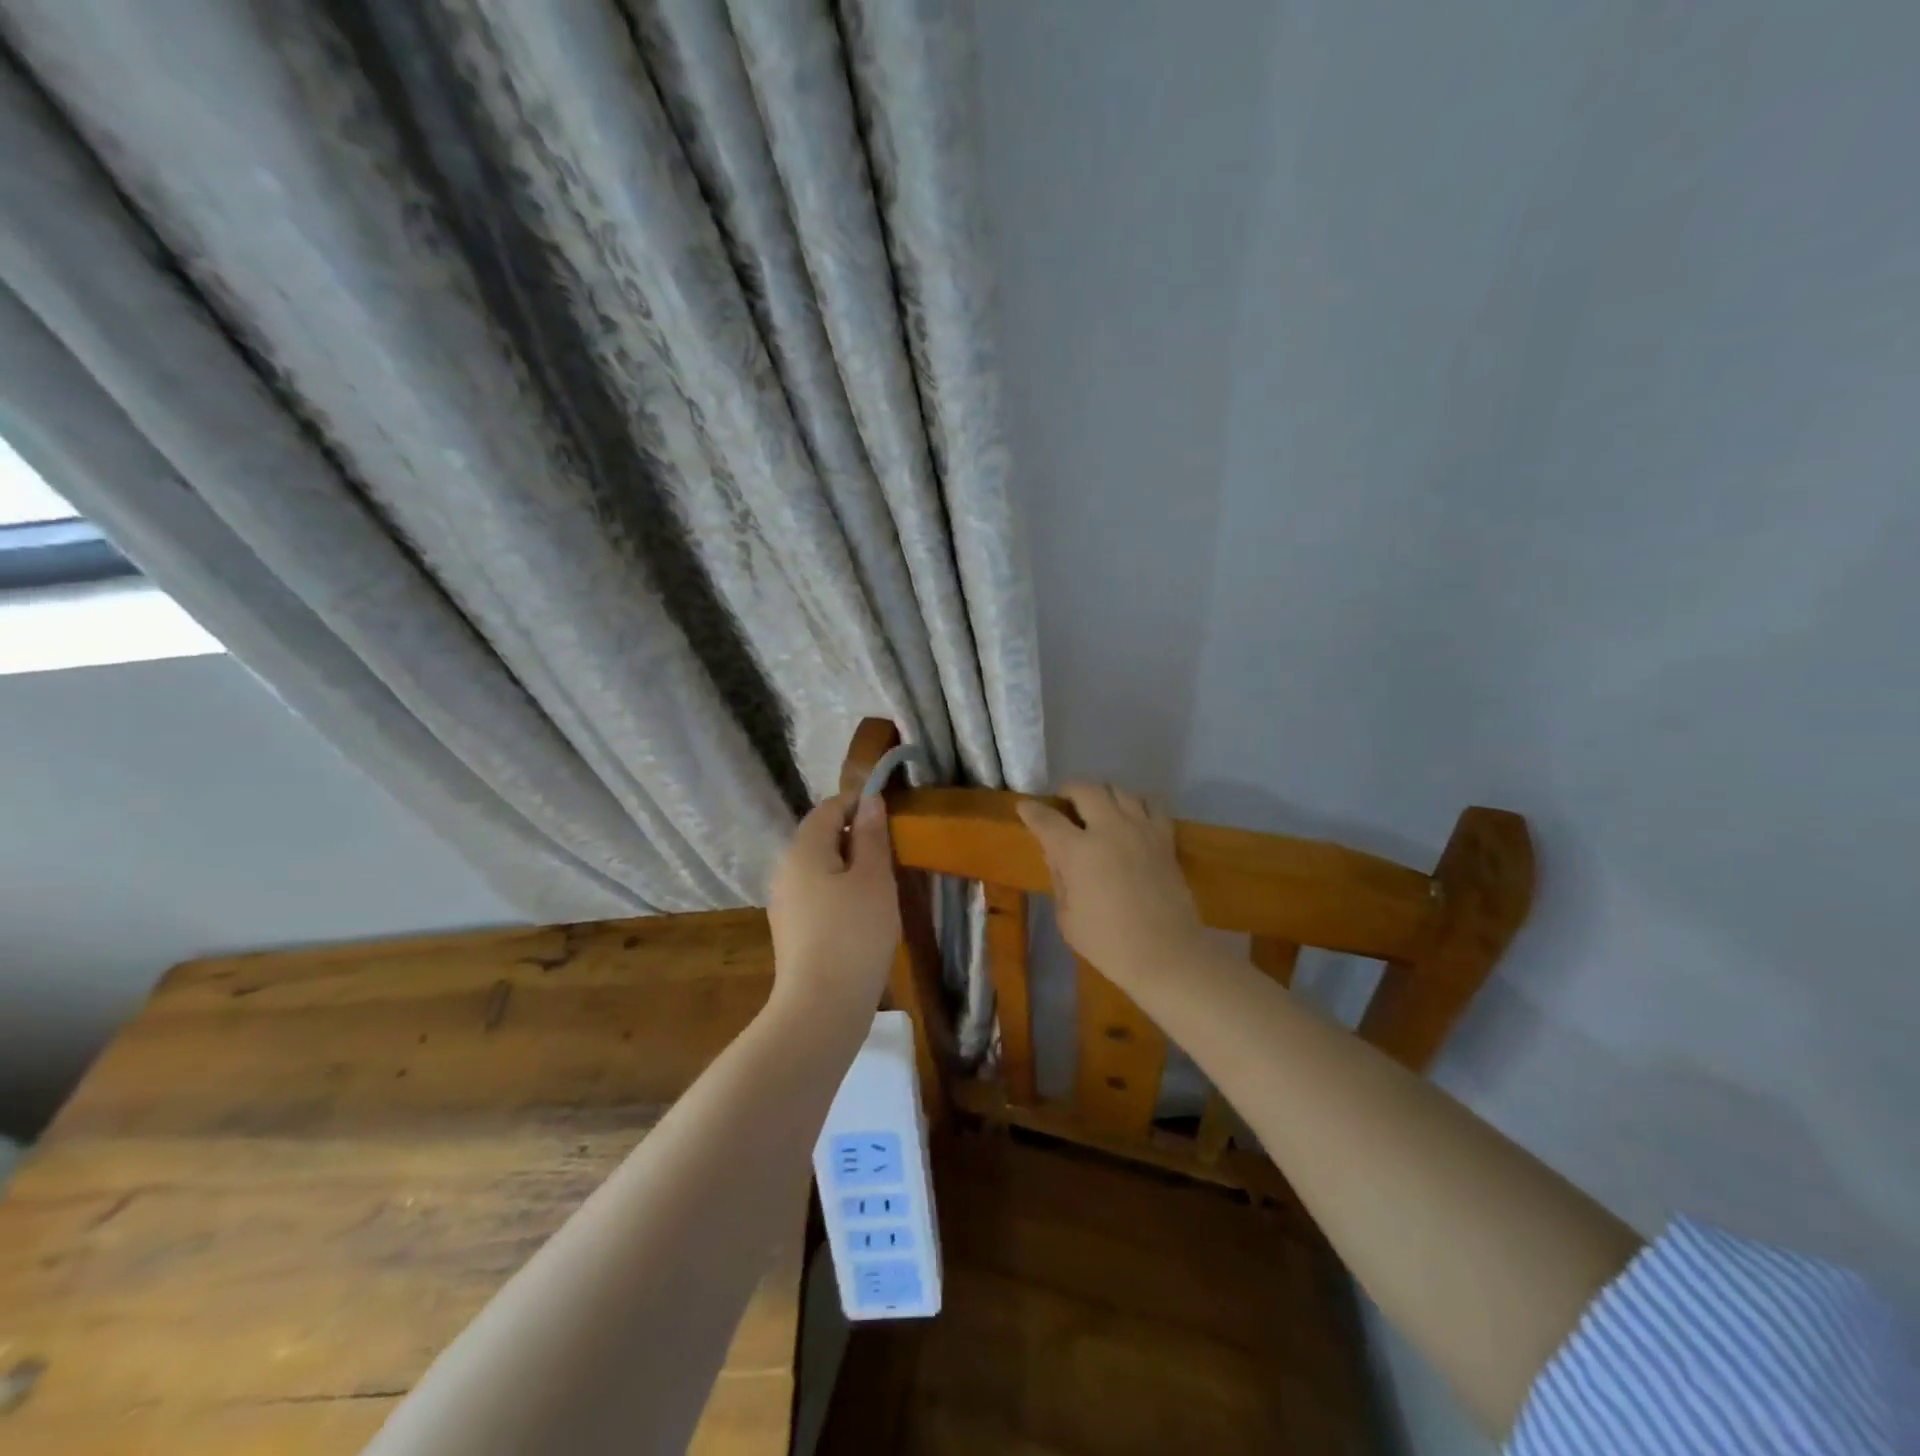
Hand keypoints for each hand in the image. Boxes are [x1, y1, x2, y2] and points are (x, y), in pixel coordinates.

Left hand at [767, 792, 899, 1017]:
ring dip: (851, 867)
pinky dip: (841, 893)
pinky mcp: (792, 931)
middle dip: (857, 837)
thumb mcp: (873, 878)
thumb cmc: (854, 934)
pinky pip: (818, 895)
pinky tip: (864, 915)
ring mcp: (785, 902)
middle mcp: (786, 870)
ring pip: (821, 868)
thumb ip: (871, 835)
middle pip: (822, 837)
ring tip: (884, 885)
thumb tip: (869, 799)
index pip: (828, 807)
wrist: (821, 1008)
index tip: (891, 817)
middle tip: (893, 854)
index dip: (859, 803)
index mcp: (803, 849)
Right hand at [1016, 785, 1205, 986]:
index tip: (1024, 807)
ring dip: (1102, 794)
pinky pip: (1151, 805)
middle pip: (1085, 789)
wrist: (1166, 955)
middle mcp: (1109, 829)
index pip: (1047, 819)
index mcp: (1077, 850)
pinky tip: (1131, 817)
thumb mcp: (1066, 917)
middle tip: (1063, 803)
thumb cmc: (1108, 943)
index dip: (1031, 810)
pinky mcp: (1165, 839)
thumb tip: (1057, 855)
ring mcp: (1140, 830)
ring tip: (1097, 808)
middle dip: (1068, 791)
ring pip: (1119, 790)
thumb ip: (1059, 878)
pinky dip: (1136, 804)